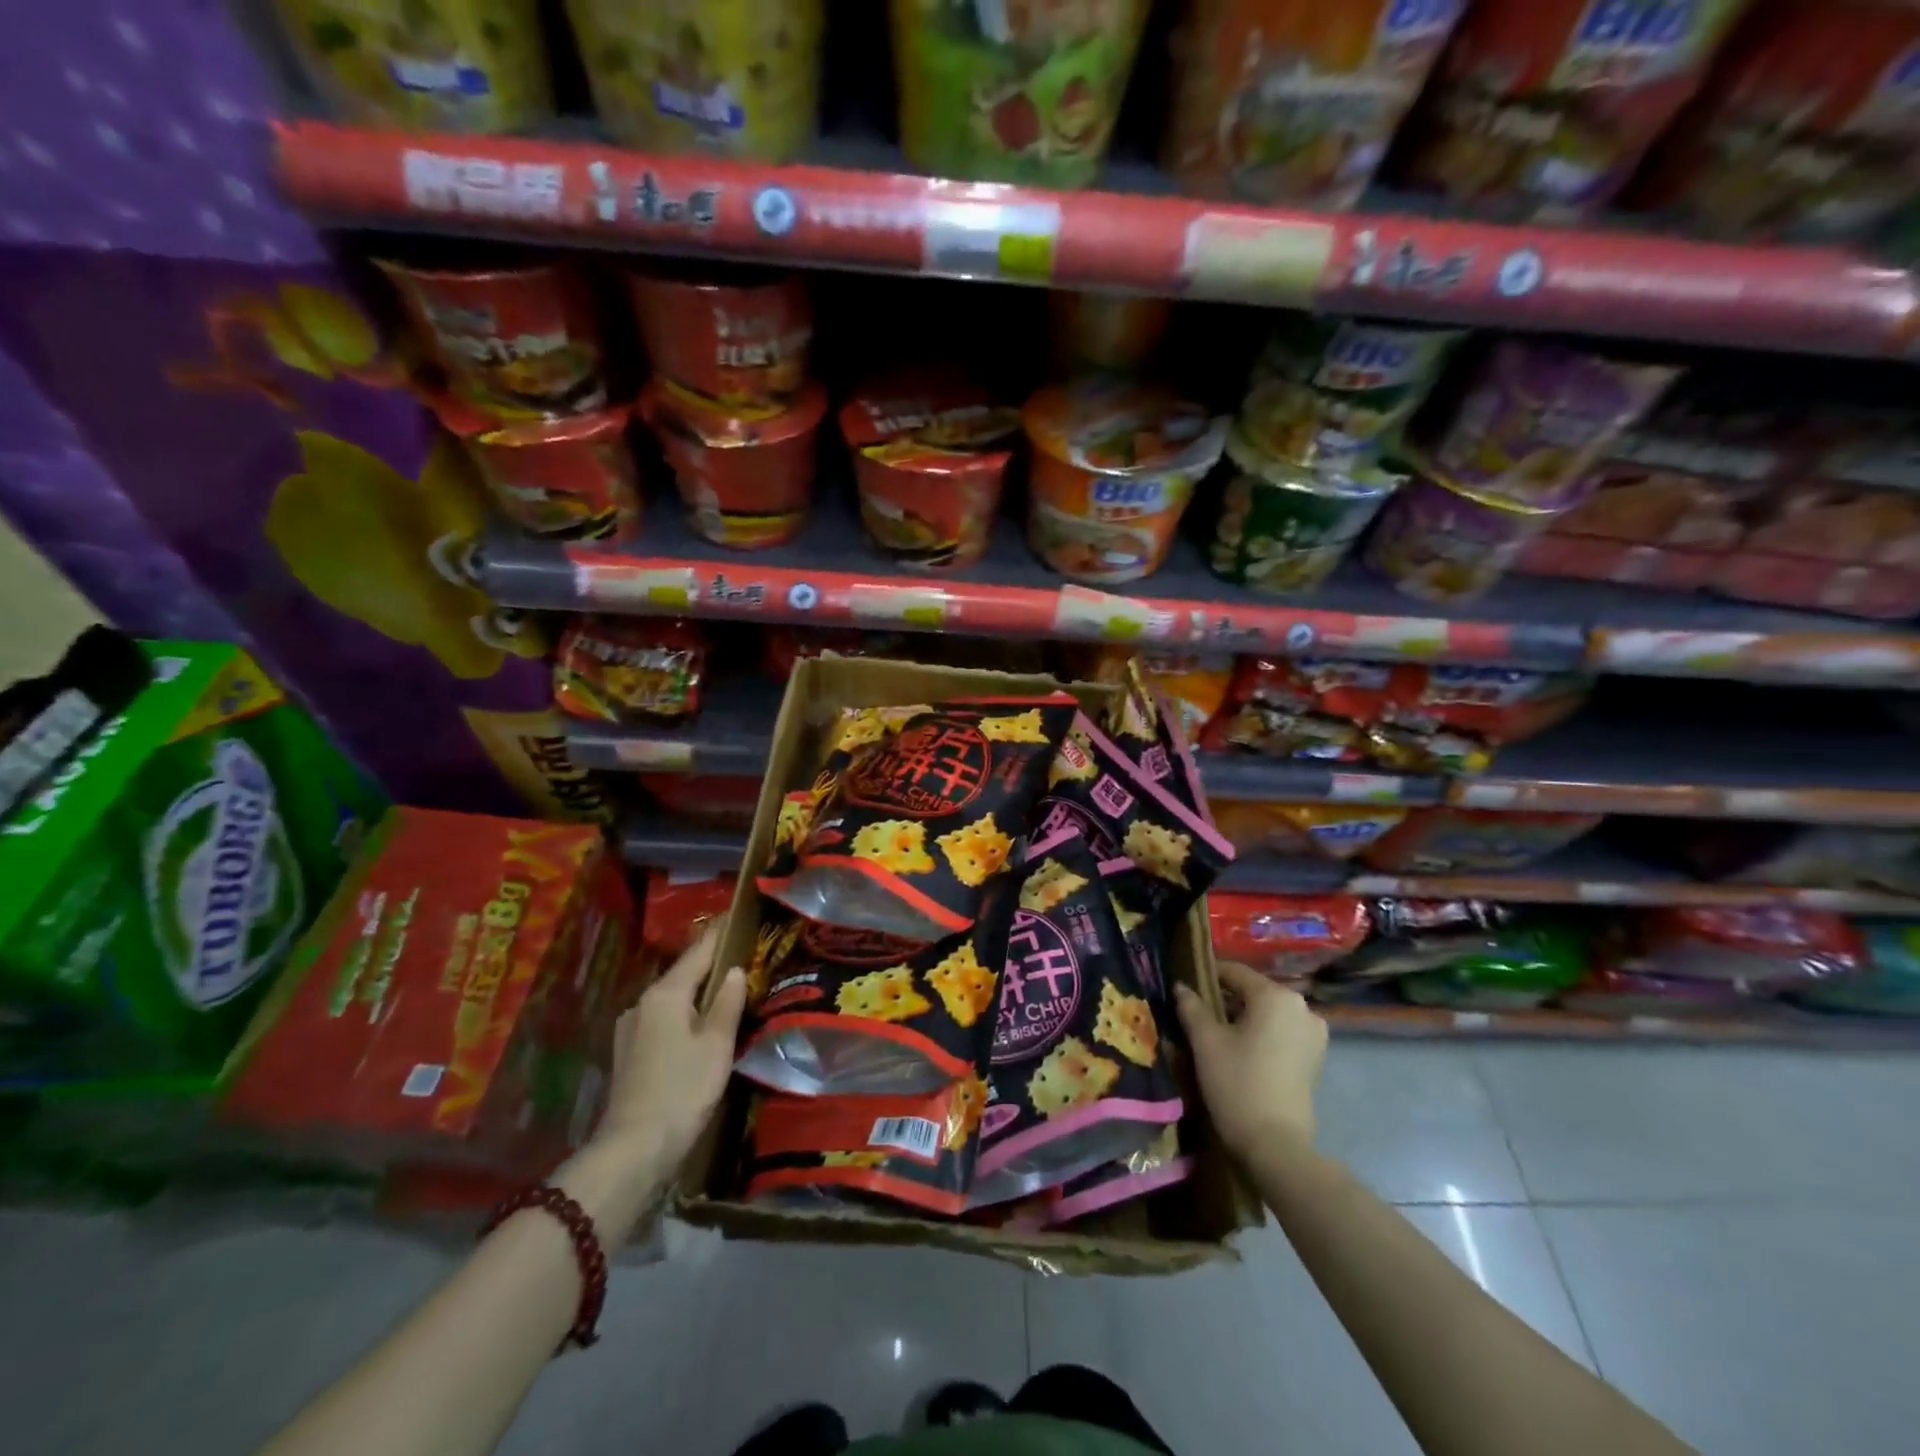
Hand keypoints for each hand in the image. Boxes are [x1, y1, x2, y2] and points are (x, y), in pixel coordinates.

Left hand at [591, 921, 747, 1181]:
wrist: (633, 1150)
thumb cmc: (683, 1089)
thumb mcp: (716, 1044)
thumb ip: (728, 1003)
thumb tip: (734, 970)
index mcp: (665, 993)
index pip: (698, 951)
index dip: (719, 933)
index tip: (736, 914)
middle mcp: (642, 1003)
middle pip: (683, 974)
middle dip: (710, 963)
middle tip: (741, 953)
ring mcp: (631, 1029)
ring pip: (672, 999)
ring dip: (697, 992)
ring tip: (725, 988)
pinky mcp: (629, 1053)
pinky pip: (663, 1019)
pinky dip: (684, 1014)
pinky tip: (700, 1025)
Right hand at [1174, 960, 1326, 1159]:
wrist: (1276, 1145)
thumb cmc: (1237, 1083)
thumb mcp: (1205, 1041)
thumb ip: (1192, 1006)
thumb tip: (1181, 986)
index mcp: (1276, 996)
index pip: (1235, 972)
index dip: (1207, 975)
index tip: (1185, 985)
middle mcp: (1302, 1007)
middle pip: (1254, 991)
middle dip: (1226, 998)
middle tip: (1198, 1012)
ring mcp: (1314, 1034)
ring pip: (1269, 1013)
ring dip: (1244, 1017)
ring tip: (1217, 1033)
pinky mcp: (1316, 1058)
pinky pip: (1282, 1032)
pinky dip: (1262, 1034)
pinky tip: (1241, 1051)